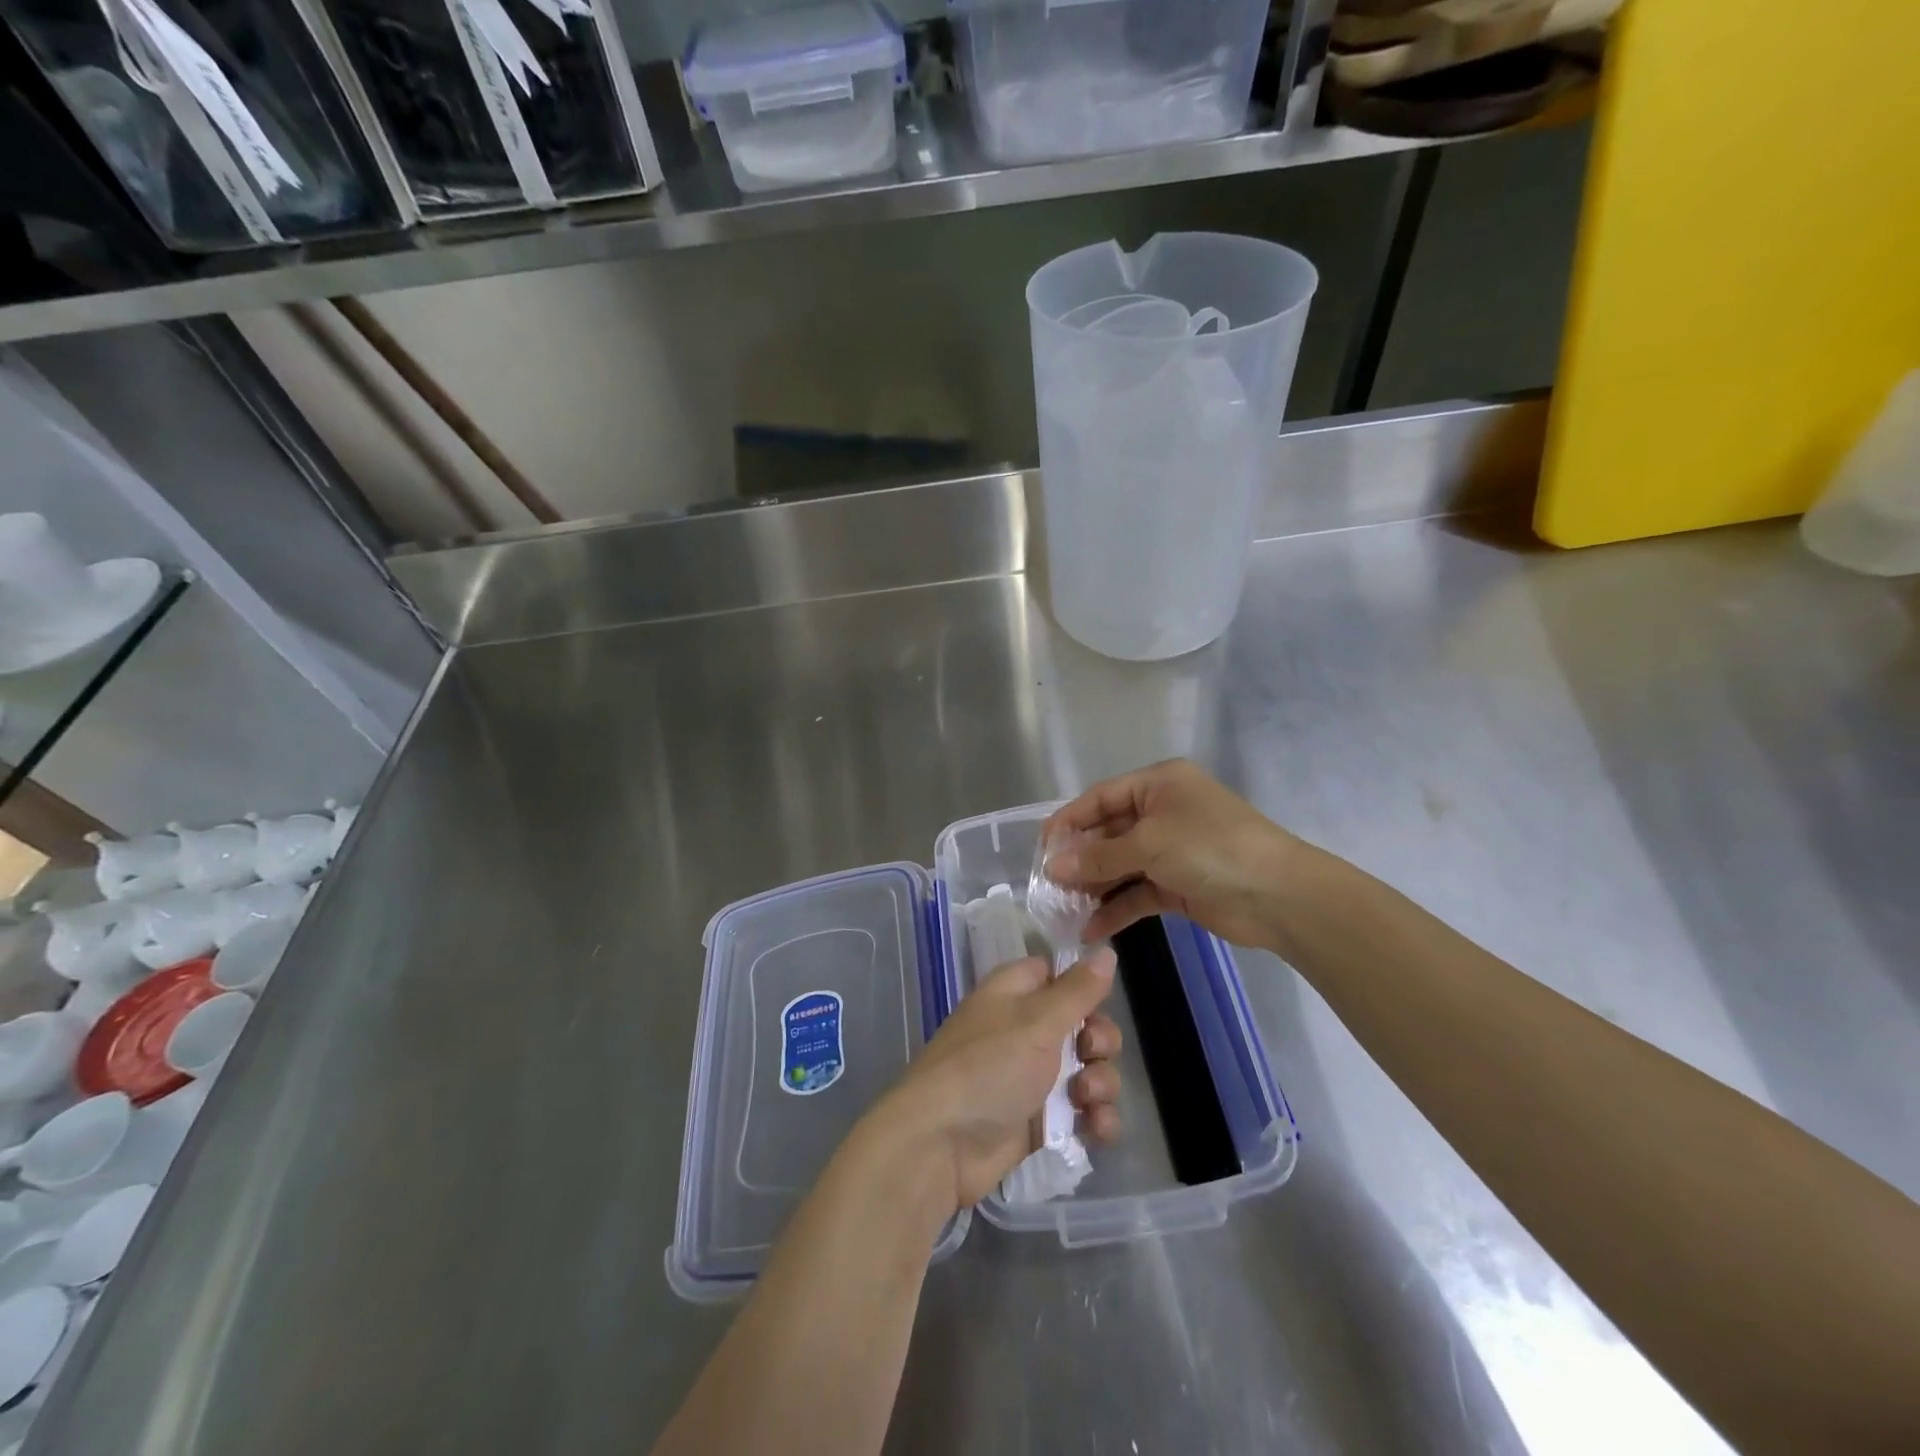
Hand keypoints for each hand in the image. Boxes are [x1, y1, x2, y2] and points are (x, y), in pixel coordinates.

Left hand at [874, 951, 1122, 1212]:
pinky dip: (1096, 1119)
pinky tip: (1096, 1128)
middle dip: (1100, 1041)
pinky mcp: (1042, 1121)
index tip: (1099, 1000)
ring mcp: (1034, 1077)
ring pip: (1089, 1070)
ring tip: (1085, 1100)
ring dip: (1101, 1084)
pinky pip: (1084, 1113)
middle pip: (1084, 1024)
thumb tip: (1107, 951)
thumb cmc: (988, 1066)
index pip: (1057, 974)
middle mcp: (1026, 1030)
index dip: (1083, 985)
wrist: (942, 1144)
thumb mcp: (1037, 1021)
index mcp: (1016, 993)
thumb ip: (1077, 990)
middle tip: (1089, 1053)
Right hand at [1044, 759, 1302, 946]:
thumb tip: (1053, 866)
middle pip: (1108, 833)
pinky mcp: (1178, 884)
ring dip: (1094, 886)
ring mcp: (1171, 850)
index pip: (1100, 798)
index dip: (1069, 821)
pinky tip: (1091, 928)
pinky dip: (1116, 908)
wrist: (1279, 896)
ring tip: (1062, 909)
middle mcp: (1162, 812)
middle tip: (1048, 885)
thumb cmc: (1210, 849)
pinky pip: (1137, 892)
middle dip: (1079, 859)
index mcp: (1158, 785)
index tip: (1040, 848)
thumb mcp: (1149, 845)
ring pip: (1120, 865)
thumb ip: (1099, 857)